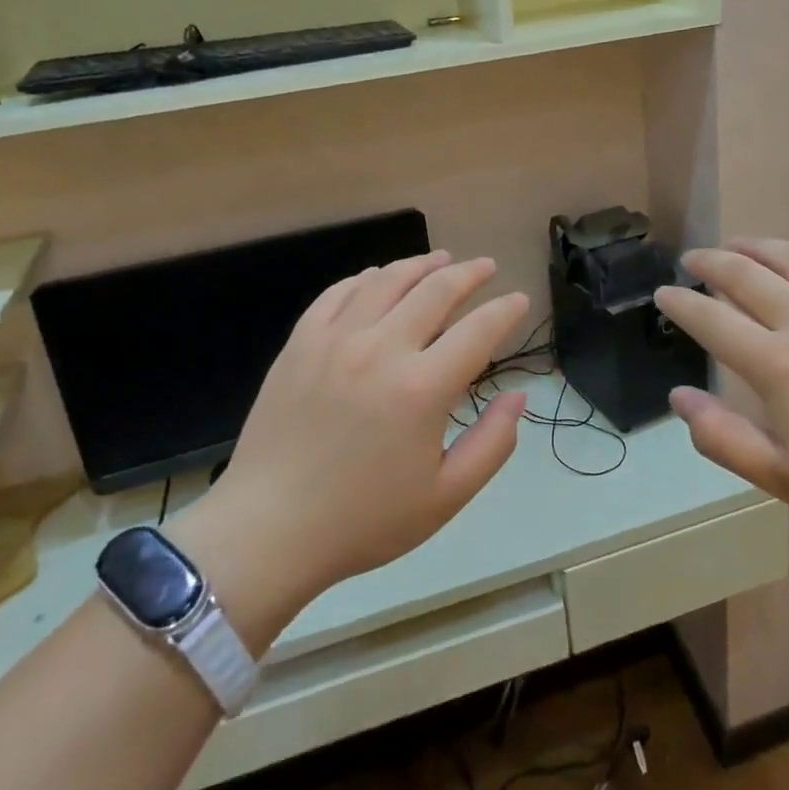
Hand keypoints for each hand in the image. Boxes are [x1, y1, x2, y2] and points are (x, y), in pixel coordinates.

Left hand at [175, 252, 527, 652]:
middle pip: (436, 290)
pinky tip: (378, 277)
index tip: (519, 300)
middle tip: (486, 266)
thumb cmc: (364, 520)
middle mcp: (381, 349)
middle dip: (469, 273)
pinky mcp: (300, 343)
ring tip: (441, 260)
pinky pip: (338, 293)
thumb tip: (517, 396)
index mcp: (422, 388)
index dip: (505, 310)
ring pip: (386, 280)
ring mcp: (335, 340)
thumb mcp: (445, 497)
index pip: (479, 330)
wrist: (269, 529)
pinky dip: (366, 278)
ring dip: (421, 264)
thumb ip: (492, 443)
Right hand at [654, 239, 788, 545]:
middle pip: (744, 275)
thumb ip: (722, 438)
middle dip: (710, 263)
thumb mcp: (784, 479)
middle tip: (692, 260)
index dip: (681, 303)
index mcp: (777, 365)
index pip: (711, 319)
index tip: (664, 293)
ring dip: (754, 246)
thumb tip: (679, 396)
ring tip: (735, 245)